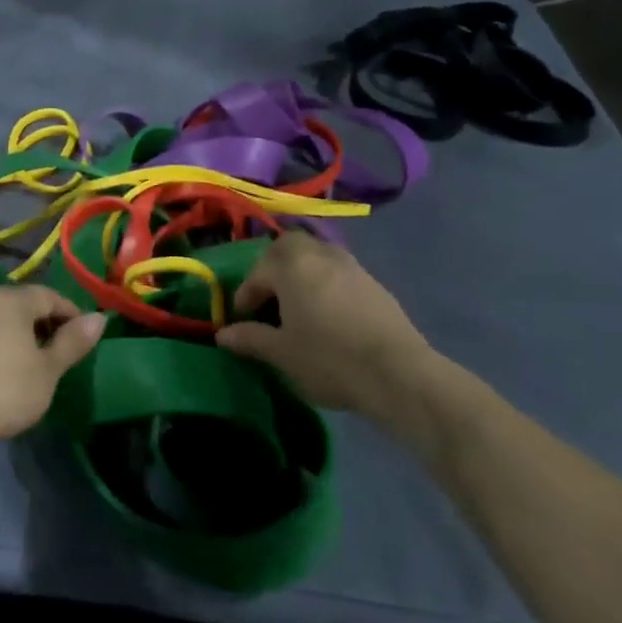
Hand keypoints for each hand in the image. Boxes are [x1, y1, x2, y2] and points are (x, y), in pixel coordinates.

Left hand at [0, 287, 106, 440]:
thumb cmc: (6, 388)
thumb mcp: (48, 369)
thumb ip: (73, 342)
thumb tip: (99, 317)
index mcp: (13, 301)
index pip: (50, 296)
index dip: (72, 314)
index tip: (84, 339)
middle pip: (23, 306)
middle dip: (45, 325)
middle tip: (61, 353)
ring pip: (0, 323)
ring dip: (20, 338)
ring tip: (33, 366)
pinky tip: (2, 376)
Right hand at [215, 234, 435, 419]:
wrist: (398, 374)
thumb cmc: (329, 359)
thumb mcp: (282, 353)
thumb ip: (250, 338)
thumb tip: (223, 334)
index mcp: (292, 266)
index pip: (258, 271)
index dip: (246, 294)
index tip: (242, 320)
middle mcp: (321, 255)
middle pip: (288, 248)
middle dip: (273, 269)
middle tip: (268, 300)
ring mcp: (351, 266)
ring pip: (315, 257)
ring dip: (300, 274)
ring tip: (296, 308)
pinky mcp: (374, 283)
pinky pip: (337, 272)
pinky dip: (324, 284)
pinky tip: (327, 315)